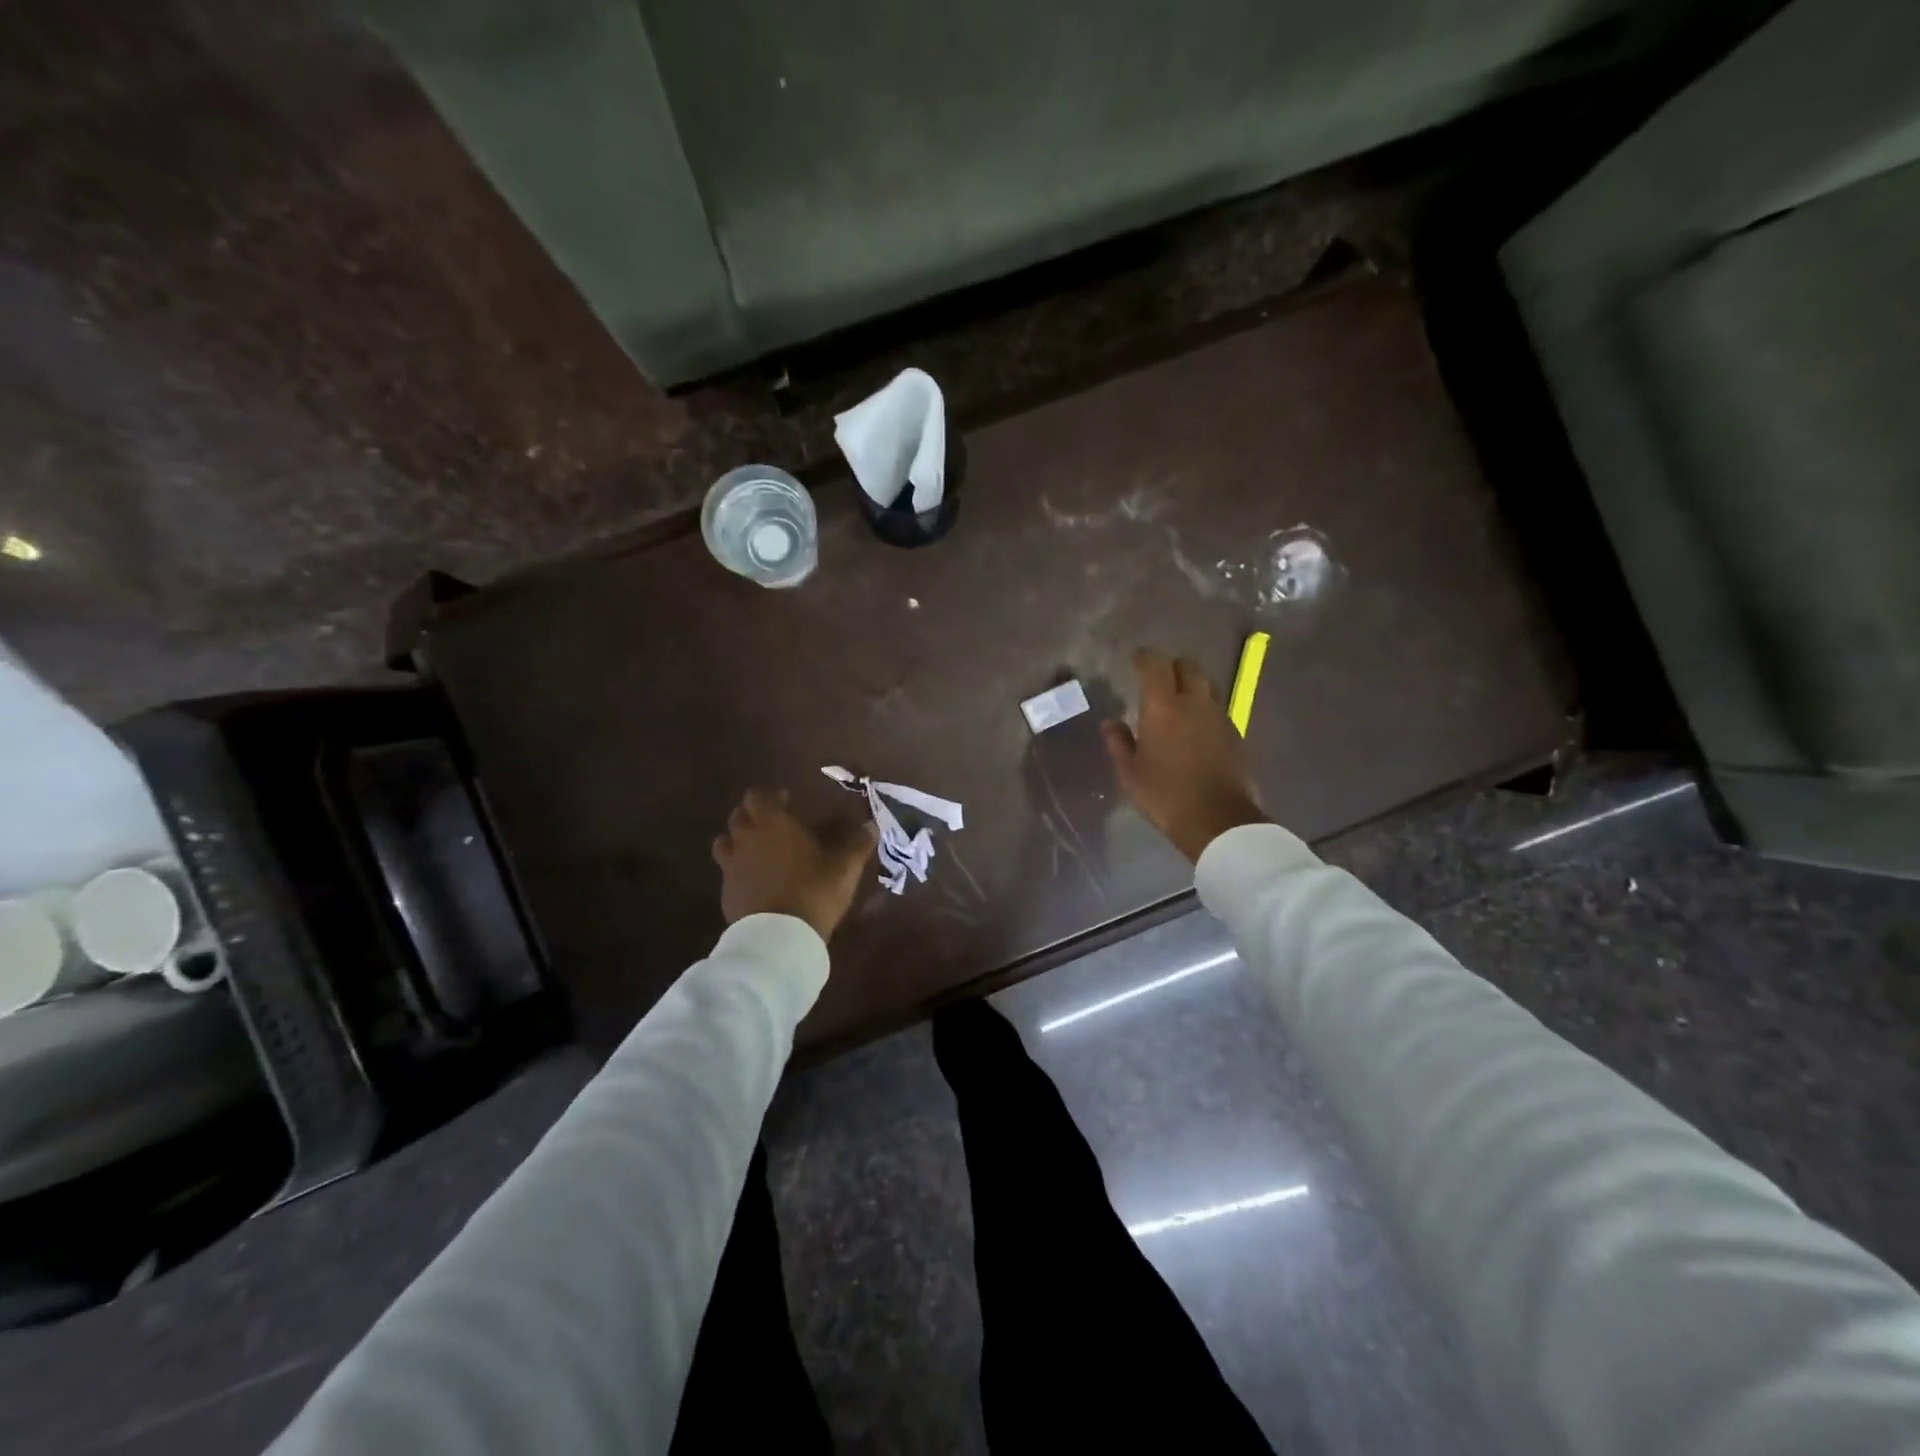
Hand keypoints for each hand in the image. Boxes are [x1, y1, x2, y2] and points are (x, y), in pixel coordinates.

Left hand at [711, 788, 877, 941]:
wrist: (778, 938)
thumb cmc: (813, 891)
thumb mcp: (845, 867)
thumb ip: (857, 843)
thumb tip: (871, 825)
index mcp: (772, 824)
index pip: (758, 795)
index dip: (770, 795)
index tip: (786, 800)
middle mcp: (746, 839)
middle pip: (738, 816)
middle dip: (753, 815)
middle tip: (773, 823)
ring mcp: (731, 867)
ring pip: (725, 843)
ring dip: (738, 840)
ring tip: (758, 850)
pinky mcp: (726, 894)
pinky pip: (728, 872)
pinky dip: (738, 870)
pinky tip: (756, 881)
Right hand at [1102, 648, 1269, 862]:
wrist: (1218, 820)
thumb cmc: (1164, 794)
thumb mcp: (1129, 773)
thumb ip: (1118, 742)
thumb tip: (1110, 722)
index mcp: (1163, 707)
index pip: (1155, 665)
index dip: (1144, 657)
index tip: (1135, 658)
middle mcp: (1194, 703)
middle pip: (1188, 667)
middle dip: (1172, 666)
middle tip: (1158, 677)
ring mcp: (1219, 717)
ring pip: (1206, 686)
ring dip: (1191, 686)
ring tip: (1177, 701)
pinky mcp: (1235, 734)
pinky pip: (1217, 709)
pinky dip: (1203, 709)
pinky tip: (1195, 727)